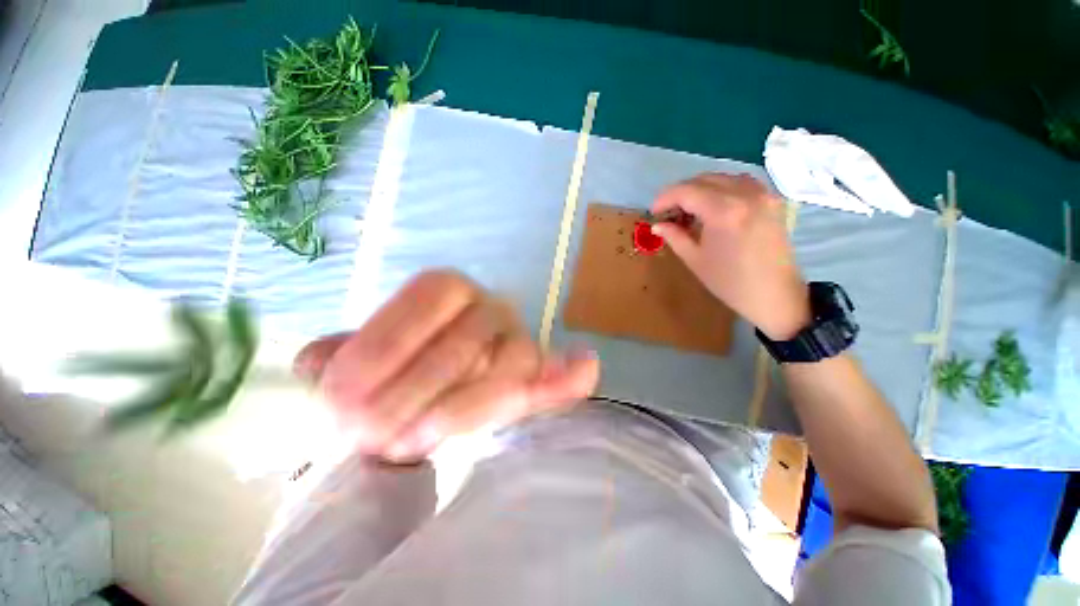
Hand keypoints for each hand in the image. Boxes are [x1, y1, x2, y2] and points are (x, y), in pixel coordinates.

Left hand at [293, 270, 599, 462]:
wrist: (441, 382)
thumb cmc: (399, 369)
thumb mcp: (362, 359)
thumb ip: (339, 357)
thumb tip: (314, 361)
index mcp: (448, 289)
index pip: (425, 302)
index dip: (385, 345)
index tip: (340, 400)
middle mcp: (491, 305)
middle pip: (464, 341)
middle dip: (415, 389)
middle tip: (366, 437)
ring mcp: (521, 339)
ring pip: (508, 366)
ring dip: (465, 407)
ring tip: (414, 443)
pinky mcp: (541, 374)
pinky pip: (560, 372)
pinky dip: (570, 375)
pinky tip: (584, 371)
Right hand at [651, 173, 810, 339]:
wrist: (774, 294)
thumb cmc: (729, 281)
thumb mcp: (695, 259)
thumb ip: (674, 236)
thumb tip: (657, 225)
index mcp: (723, 211)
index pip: (686, 191)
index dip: (664, 198)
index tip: (654, 212)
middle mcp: (744, 193)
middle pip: (703, 179)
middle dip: (680, 192)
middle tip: (668, 212)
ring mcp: (762, 193)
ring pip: (722, 177)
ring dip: (700, 188)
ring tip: (689, 209)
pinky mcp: (772, 199)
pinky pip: (740, 182)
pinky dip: (721, 188)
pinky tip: (714, 205)